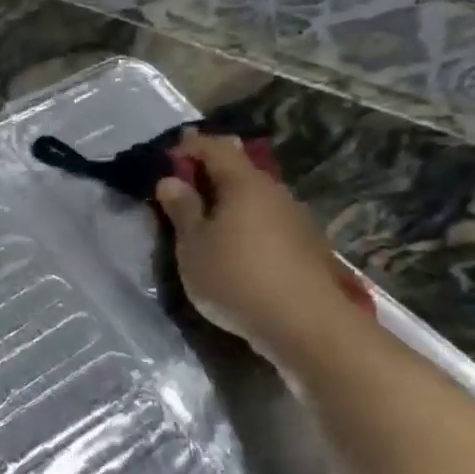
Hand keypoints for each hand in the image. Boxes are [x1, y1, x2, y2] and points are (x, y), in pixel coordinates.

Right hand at [155, 133, 359, 362]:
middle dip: (210, 176)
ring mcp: (297, 220)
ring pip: (256, 199)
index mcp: (245, 184)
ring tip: (206, 226)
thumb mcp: (193, 245)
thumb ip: (182, 209)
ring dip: (229, 204)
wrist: (306, 327)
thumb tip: (171, 180)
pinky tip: (236, 251)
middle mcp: (275, 193)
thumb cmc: (236, 278)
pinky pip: (268, 224)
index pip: (216, 147)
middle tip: (182, 192)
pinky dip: (247, 227)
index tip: (167, 157)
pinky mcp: (307, 248)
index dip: (190, 146)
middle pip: (239, 172)